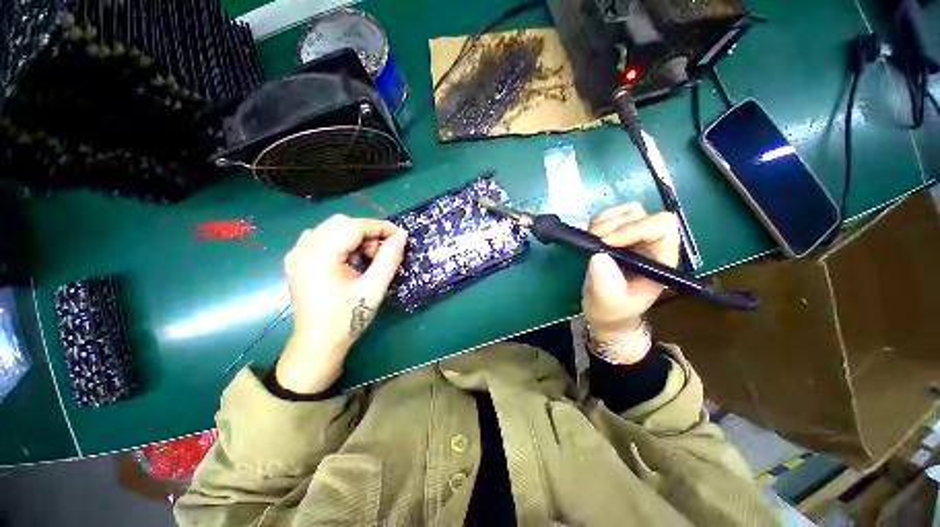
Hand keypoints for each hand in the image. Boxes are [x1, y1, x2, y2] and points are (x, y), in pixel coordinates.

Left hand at [276, 215, 407, 393]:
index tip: (401, 236)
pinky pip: (322, 239)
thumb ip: (389, 258)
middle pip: (341, 223)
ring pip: (332, 229)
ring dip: (355, 237)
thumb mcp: (374, 288)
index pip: (354, 226)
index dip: (381, 227)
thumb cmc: (347, 318)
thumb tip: (402, 236)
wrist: (319, 344)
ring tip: (368, 258)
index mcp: (319, 255)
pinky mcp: (297, 262)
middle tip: (383, 252)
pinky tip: (350, 260)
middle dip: (368, 232)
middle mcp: (303, 249)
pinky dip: (342, 243)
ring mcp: (297, 254)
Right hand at [582, 203, 679, 341]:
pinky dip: (598, 220)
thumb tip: (598, 256)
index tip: (607, 243)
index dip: (635, 229)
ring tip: (592, 240)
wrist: (605, 310)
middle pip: (642, 214)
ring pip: (626, 211)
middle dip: (614, 225)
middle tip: (595, 242)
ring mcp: (634, 236)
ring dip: (604, 222)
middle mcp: (650, 243)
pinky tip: (591, 236)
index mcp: (659, 259)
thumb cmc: (612, 309)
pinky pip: (610, 215)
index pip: (661, 227)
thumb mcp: (608, 302)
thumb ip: (607, 283)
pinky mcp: (616, 233)